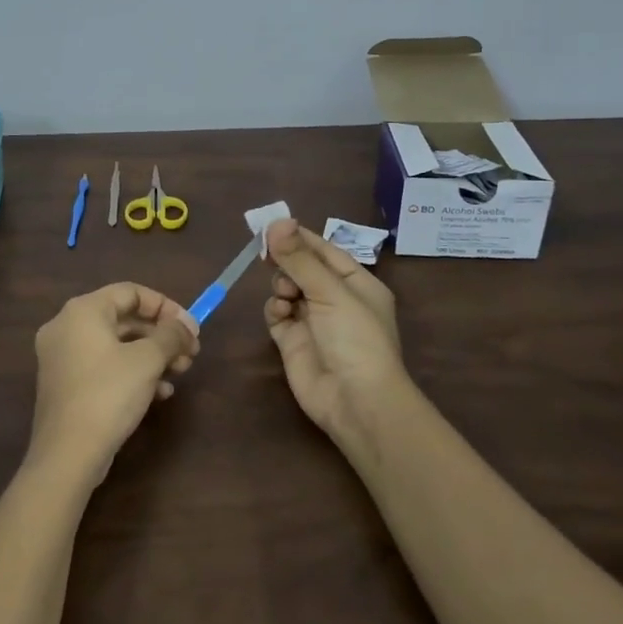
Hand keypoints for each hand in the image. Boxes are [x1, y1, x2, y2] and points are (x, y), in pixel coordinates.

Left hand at [29, 282, 199, 486]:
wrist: (68, 454)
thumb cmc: (108, 394)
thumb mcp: (147, 360)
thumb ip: (171, 335)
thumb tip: (186, 326)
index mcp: (83, 310)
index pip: (130, 292)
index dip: (165, 306)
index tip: (191, 327)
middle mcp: (67, 326)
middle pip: (123, 318)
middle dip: (161, 335)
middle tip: (190, 353)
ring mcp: (62, 356)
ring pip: (116, 345)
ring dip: (151, 355)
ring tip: (179, 374)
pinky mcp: (65, 384)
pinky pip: (104, 366)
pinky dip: (131, 372)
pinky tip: (159, 393)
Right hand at [262, 218, 411, 439]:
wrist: (355, 401)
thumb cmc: (354, 337)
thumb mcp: (330, 291)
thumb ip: (299, 258)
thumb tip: (276, 221)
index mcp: (356, 283)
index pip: (324, 250)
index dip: (299, 237)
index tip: (271, 226)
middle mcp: (335, 299)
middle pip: (302, 268)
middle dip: (286, 261)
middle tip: (266, 255)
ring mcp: (313, 320)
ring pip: (287, 288)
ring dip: (281, 285)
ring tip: (286, 295)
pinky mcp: (293, 341)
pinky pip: (277, 313)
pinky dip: (275, 308)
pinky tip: (280, 312)